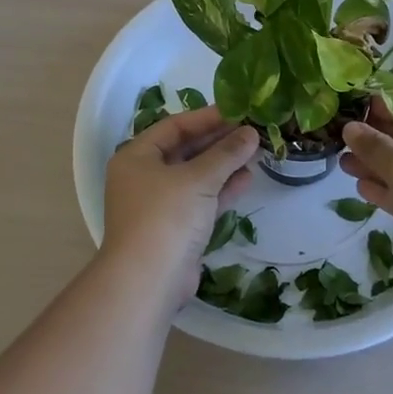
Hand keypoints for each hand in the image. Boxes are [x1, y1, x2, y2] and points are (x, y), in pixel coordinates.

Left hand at [102, 106, 258, 305]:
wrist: (147, 282)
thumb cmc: (165, 217)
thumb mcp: (198, 179)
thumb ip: (226, 154)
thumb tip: (251, 132)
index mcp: (137, 156)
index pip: (175, 126)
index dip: (207, 118)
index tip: (238, 111)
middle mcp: (143, 176)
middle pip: (185, 150)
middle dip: (218, 141)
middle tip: (251, 131)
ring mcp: (158, 204)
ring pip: (195, 176)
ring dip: (223, 165)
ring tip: (255, 152)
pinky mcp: (174, 228)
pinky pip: (200, 199)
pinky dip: (221, 189)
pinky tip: (247, 179)